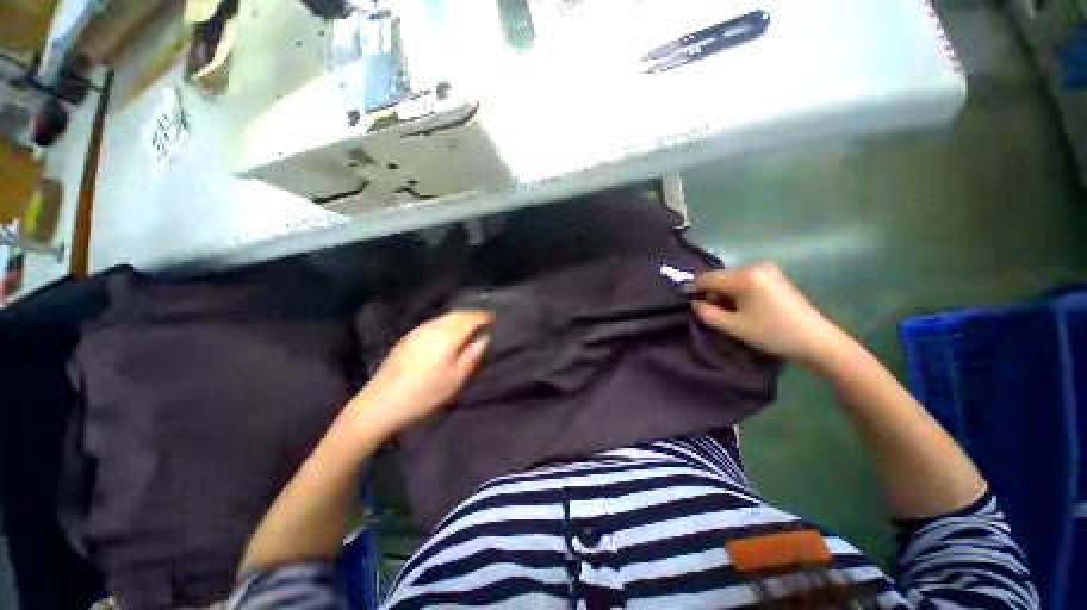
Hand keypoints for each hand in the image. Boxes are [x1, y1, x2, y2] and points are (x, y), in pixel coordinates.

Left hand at [349, 310, 492, 437]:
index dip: (483, 317)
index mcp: (447, 338)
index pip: (470, 320)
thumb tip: (484, 338)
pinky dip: (446, 321)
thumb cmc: (424, 394)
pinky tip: (447, 330)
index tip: (493, 318)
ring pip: (443, 317)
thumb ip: (472, 355)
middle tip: (483, 320)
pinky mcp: (407, 338)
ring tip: (468, 324)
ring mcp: (417, 331)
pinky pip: (433, 322)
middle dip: (472, 314)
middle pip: (456, 315)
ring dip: (459, 317)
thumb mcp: (455, 379)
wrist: (381, 403)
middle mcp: (433, 329)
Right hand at [690, 263, 851, 366]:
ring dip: (723, 293)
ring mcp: (768, 271)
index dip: (692, 287)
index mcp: (745, 276)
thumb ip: (707, 313)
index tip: (682, 298)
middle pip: (720, 277)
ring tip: (722, 312)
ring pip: (732, 279)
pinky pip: (745, 281)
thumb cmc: (772, 333)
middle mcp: (755, 267)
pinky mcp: (775, 278)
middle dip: (709, 292)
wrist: (817, 341)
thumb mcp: (734, 326)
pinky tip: (738, 307)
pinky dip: (736, 292)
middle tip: (704, 310)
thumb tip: (694, 303)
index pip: (708, 278)